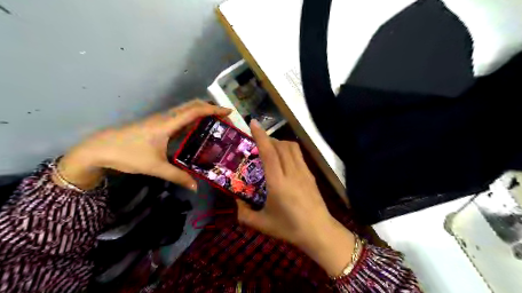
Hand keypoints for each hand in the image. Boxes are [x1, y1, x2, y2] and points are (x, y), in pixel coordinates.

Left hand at [53, 100, 229, 190]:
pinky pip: (180, 117)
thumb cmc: (127, 154)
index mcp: (168, 124)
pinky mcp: (158, 124)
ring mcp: (161, 120)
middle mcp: (166, 117)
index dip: (213, 110)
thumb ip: (177, 176)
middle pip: (192, 105)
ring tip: (216, 123)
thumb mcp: (155, 167)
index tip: (228, 112)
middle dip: (211, 108)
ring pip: (186, 110)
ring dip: (202, 112)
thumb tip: (196, 187)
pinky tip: (197, 130)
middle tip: (225, 119)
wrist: (99, 148)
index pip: (195, 111)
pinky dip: (193, 119)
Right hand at [238, 119, 357, 276]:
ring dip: (279, 143)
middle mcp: (291, 173)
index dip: (261, 136)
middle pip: (280, 146)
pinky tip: (284, 159)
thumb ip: (244, 213)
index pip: (269, 153)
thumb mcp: (262, 224)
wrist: (319, 232)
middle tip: (258, 143)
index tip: (253, 123)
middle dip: (268, 139)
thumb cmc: (289, 228)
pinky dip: (289, 149)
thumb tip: (236, 200)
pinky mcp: (310, 174)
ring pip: (291, 147)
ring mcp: (303, 172)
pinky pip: (299, 154)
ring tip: (271, 149)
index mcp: (278, 183)